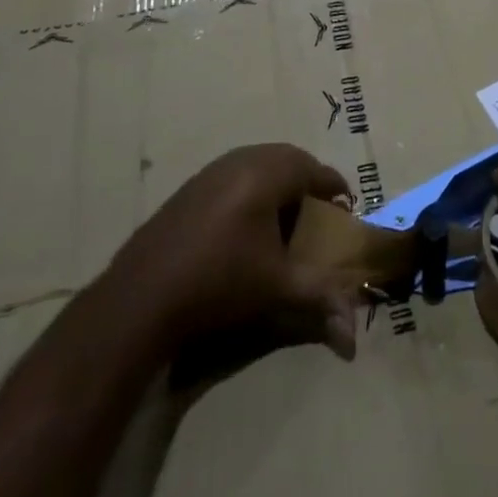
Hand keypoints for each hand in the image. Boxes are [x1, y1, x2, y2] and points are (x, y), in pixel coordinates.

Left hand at [108, 144, 359, 361]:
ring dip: (277, 182)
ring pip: (257, 163)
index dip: (333, 186)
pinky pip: (233, 174)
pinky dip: (250, 188)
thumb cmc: (219, 283)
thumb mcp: (277, 289)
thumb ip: (320, 301)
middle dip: (306, 179)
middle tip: (318, 207)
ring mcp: (210, 172)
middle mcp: (240, 161)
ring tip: (285, 214)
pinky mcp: (189, 188)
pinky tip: (245, 223)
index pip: (313, 169)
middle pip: (286, 158)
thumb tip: (355, 337)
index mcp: (267, 173)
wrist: (142, 297)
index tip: (346, 204)